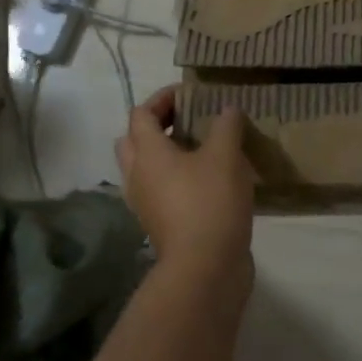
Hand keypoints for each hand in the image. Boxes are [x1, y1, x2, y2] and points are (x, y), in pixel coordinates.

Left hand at [115, 87, 255, 276]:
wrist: (206, 267)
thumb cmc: (210, 202)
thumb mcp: (226, 155)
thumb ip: (226, 126)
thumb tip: (227, 110)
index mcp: (147, 153)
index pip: (141, 113)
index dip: (163, 98)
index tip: (190, 93)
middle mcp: (138, 176)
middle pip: (134, 140)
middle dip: (157, 125)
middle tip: (188, 119)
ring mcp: (146, 203)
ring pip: (145, 168)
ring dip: (165, 153)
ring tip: (200, 148)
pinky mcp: (160, 224)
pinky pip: (160, 190)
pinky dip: (175, 178)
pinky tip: (207, 180)